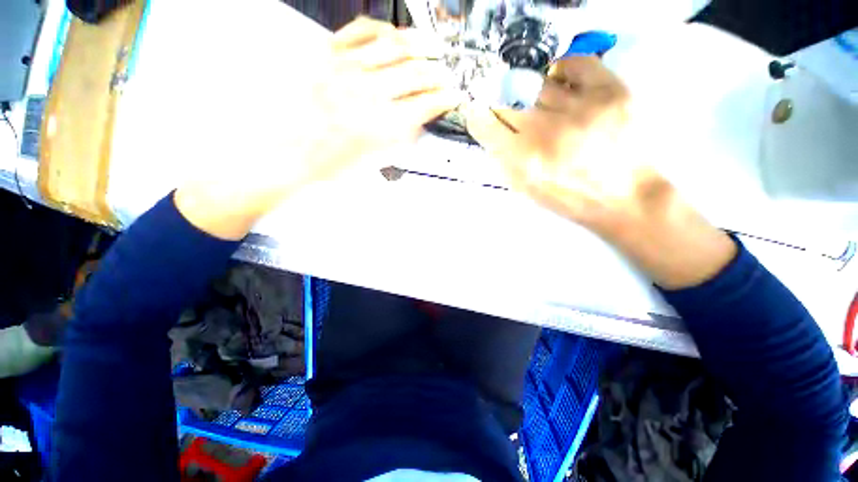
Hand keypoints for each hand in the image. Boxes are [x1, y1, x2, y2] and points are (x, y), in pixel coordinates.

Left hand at [176, 18, 462, 239]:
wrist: (288, 154)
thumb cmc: (329, 166)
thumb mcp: (373, 163)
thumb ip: (399, 140)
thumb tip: (417, 122)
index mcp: (379, 124)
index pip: (423, 105)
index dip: (443, 100)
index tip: (453, 98)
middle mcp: (366, 92)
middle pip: (414, 73)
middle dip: (437, 74)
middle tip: (447, 76)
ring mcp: (345, 68)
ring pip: (393, 46)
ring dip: (419, 45)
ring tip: (434, 46)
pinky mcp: (328, 55)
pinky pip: (360, 30)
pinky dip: (382, 29)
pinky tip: (394, 34)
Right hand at [464, 56, 654, 228]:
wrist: (624, 198)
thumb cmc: (569, 199)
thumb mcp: (526, 190)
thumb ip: (504, 161)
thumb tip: (490, 130)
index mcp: (524, 160)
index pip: (485, 124)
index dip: (478, 117)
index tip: (481, 115)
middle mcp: (547, 131)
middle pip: (507, 99)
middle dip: (500, 101)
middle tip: (506, 105)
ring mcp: (580, 108)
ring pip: (536, 82)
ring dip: (528, 89)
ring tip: (536, 98)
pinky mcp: (610, 92)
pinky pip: (574, 63)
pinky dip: (561, 69)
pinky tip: (559, 81)